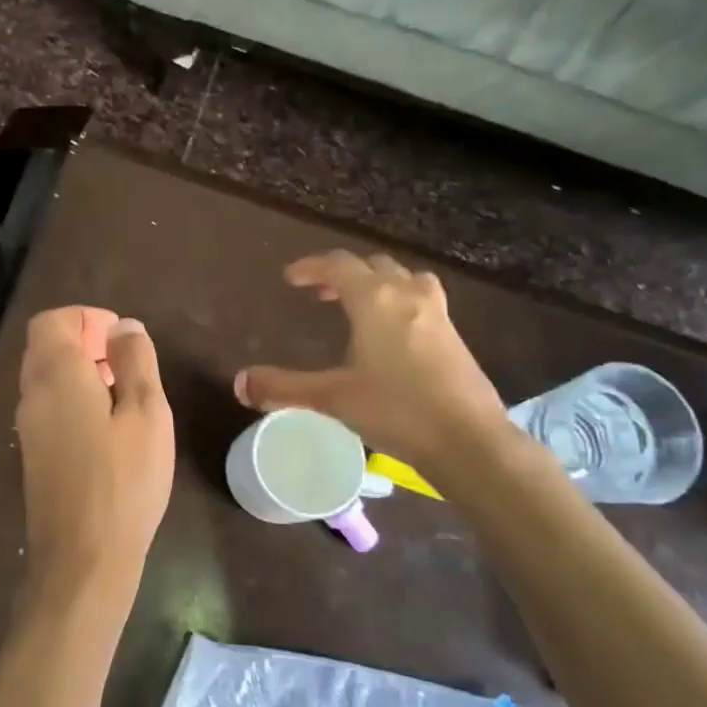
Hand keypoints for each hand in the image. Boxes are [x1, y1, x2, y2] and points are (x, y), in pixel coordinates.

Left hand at [15, 307, 173, 624]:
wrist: (83, 557)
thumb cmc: (124, 481)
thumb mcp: (146, 413)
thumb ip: (135, 361)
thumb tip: (124, 326)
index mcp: (56, 375)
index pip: (51, 321)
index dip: (85, 318)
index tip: (120, 338)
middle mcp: (32, 394)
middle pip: (45, 346)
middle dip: (84, 341)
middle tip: (126, 362)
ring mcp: (28, 427)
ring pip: (45, 377)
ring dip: (79, 371)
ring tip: (123, 393)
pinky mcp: (33, 454)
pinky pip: (47, 406)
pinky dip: (72, 397)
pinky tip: (107, 427)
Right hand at [234, 251, 510, 473]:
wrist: (468, 440)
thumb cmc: (396, 410)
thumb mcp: (332, 398)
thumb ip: (284, 388)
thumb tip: (239, 383)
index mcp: (376, 301)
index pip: (340, 266)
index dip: (312, 266)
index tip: (291, 278)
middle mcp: (408, 296)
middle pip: (374, 266)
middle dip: (344, 274)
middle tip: (321, 294)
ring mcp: (437, 315)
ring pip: (405, 279)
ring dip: (379, 283)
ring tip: (361, 305)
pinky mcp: (455, 337)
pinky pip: (422, 300)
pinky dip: (400, 302)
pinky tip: (393, 336)